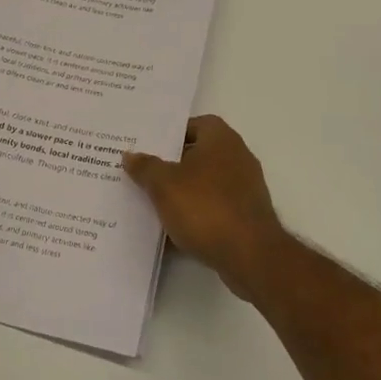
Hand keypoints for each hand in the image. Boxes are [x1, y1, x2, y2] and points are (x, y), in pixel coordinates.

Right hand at [123, 115, 288, 297]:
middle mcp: (238, 158)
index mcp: (221, 140)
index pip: (196, 124)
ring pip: (206, 184)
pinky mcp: (247, 217)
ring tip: (153, 203)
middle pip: (200, 154)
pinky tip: (173, 231)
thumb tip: (130, 155)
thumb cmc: (205, 208)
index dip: (173, 133)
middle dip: (173, 165)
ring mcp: (246, 189)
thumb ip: (146, 167)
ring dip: (183, 193)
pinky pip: (214, 209)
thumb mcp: (164, 185)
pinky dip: (196, 216)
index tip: (151, 147)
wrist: (250, 255)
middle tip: (145, 174)